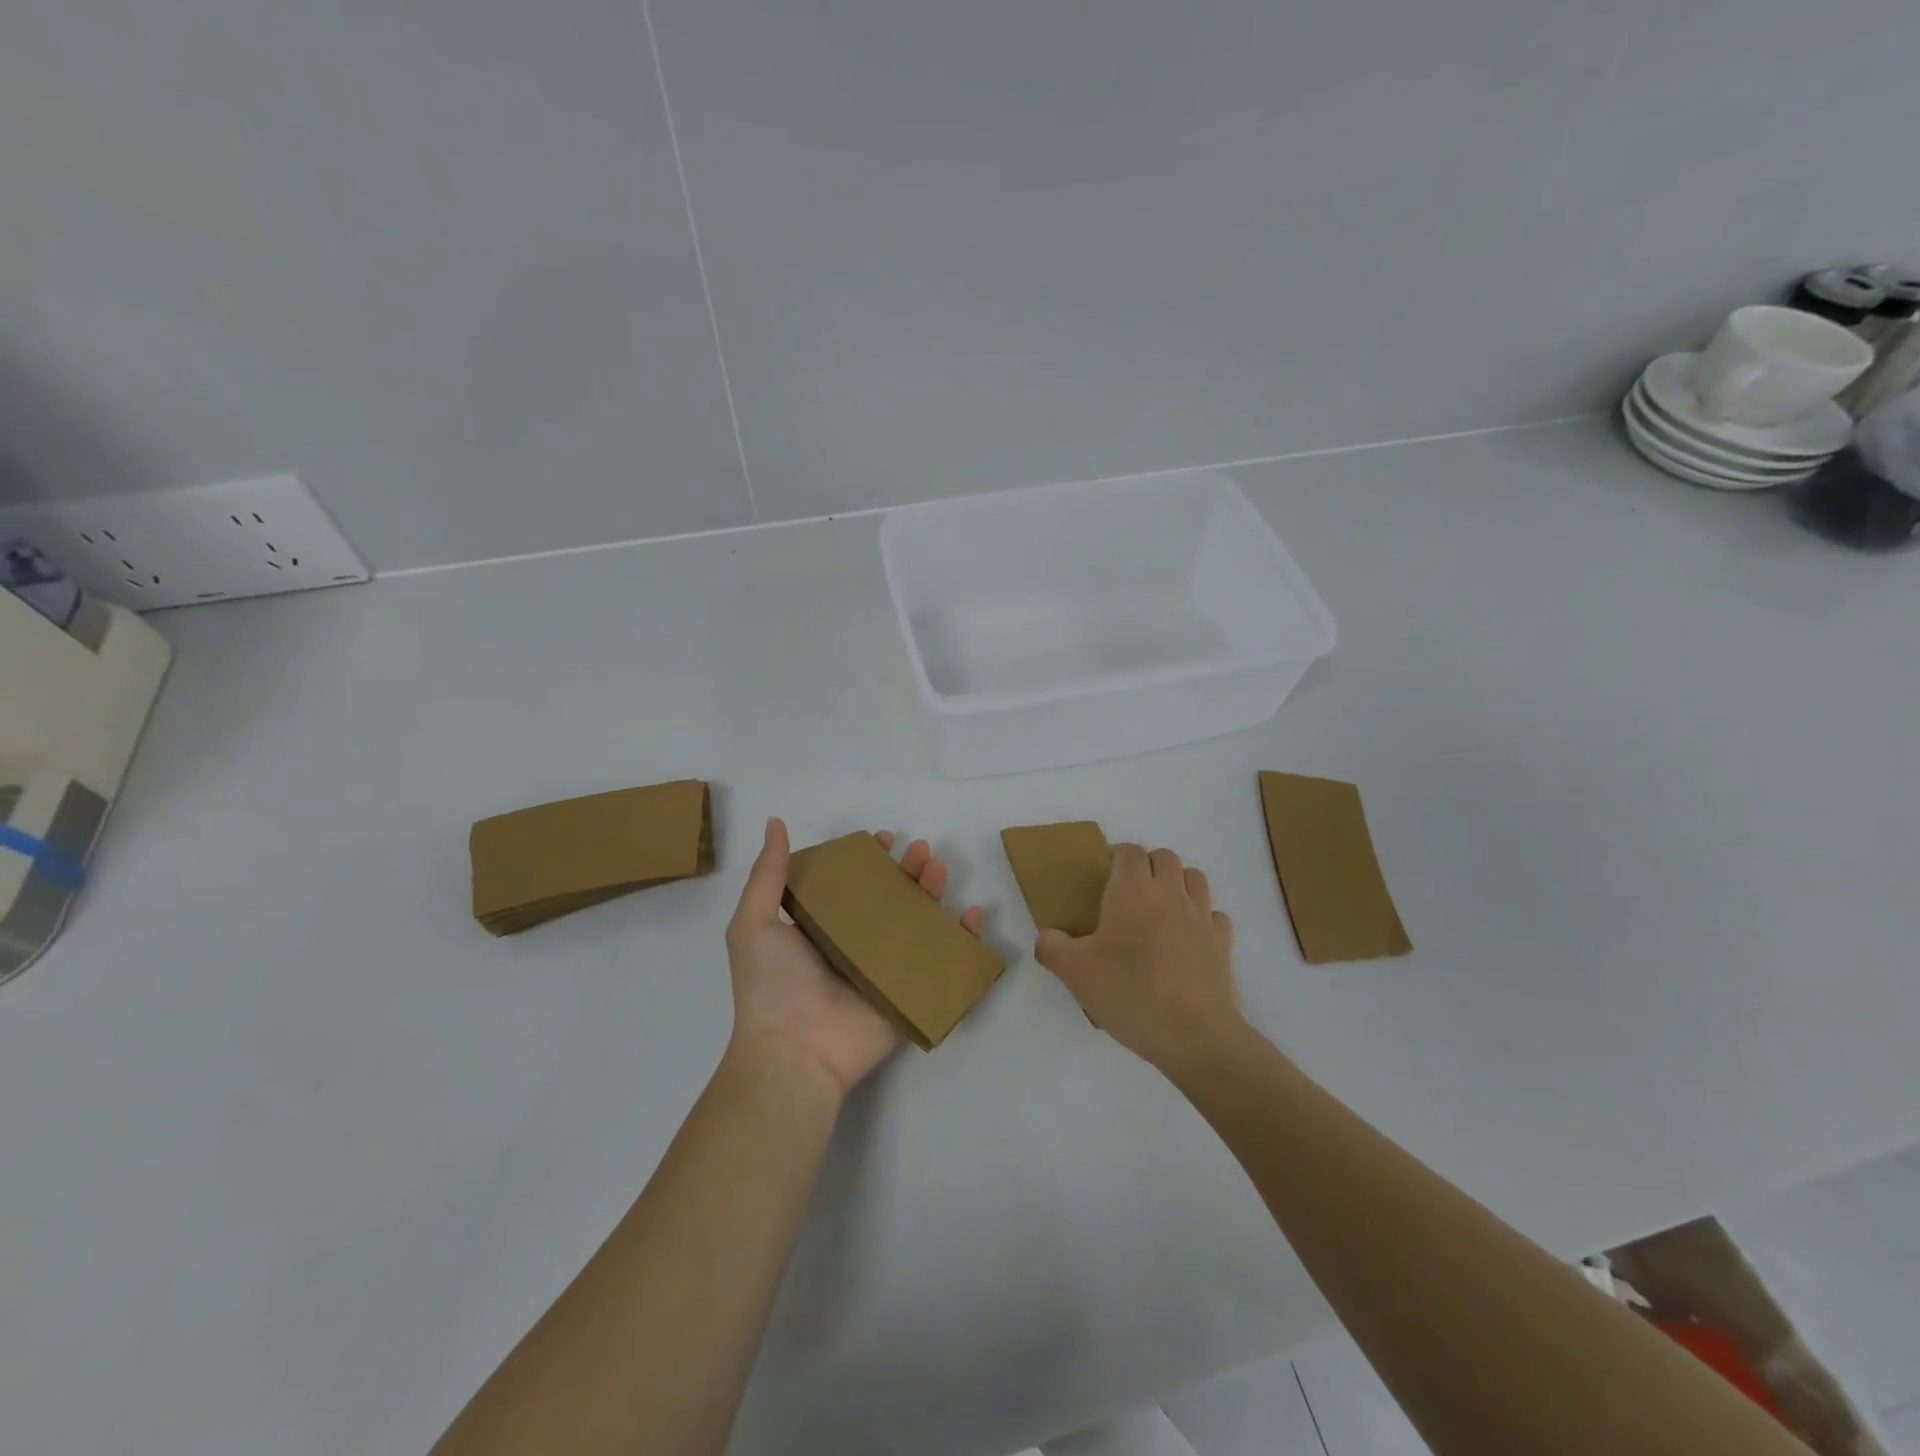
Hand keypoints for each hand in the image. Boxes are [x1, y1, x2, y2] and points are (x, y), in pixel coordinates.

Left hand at [725, 817, 985, 1097]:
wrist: (793, 1053)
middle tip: (921, 851)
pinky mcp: (909, 994)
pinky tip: (972, 915)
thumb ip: (768, 874)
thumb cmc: (771, 986)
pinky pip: (942, 963)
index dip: (870, 861)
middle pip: (892, 900)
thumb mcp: (754, 923)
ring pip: (919, 924)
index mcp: (823, 928)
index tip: (883, 840)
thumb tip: (774, 823)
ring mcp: (886, 970)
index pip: (854, 886)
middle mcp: (856, 945)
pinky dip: (963, 940)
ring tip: (938, 870)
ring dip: (934, 893)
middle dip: (909, 871)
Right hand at [1034, 844, 1243, 1073]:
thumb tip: (1047, 937)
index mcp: (1133, 891)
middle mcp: (1170, 893)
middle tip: (1127, 895)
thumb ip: (1052, 947)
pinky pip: (1213, 914)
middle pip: (1163, 857)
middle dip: (1146, 866)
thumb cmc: (1130, 993)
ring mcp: (1201, 916)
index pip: (1129, 851)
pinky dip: (1201, 916)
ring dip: (1176, 883)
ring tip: (1159, 910)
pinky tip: (1187, 938)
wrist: (1195, 1035)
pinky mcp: (1223, 942)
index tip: (1102, 877)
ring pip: (1194, 877)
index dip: (1116, 856)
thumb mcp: (1075, 973)